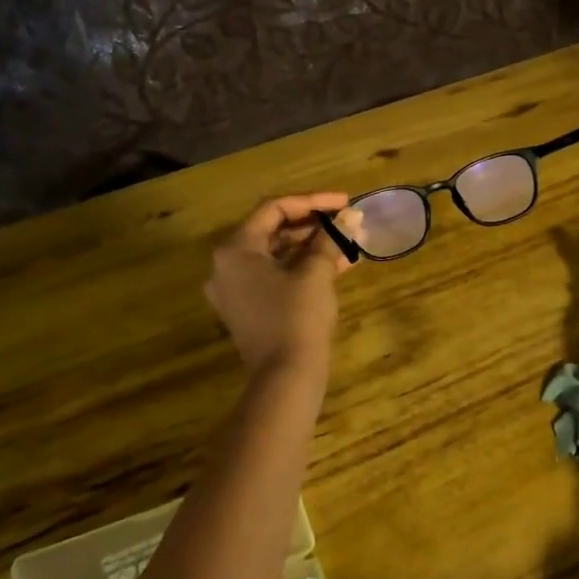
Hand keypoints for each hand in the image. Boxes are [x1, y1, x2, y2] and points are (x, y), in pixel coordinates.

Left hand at [206, 193, 361, 373]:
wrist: (285, 378)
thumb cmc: (297, 317)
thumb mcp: (316, 273)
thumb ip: (331, 238)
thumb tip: (351, 216)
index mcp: (236, 250)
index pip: (274, 209)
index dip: (313, 201)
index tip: (345, 202)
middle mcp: (227, 266)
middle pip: (273, 230)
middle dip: (315, 225)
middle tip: (347, 221)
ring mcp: (235, 290)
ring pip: (277, 255)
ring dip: (313, 246)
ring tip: (349, 242)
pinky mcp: (248, 310)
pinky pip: (276, 276)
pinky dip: (303, 268)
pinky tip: (338, 265)